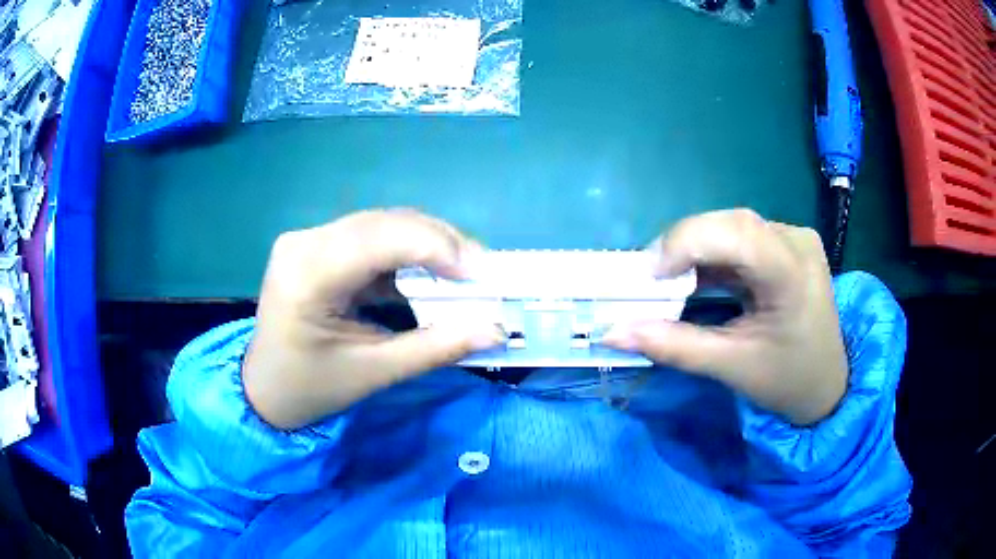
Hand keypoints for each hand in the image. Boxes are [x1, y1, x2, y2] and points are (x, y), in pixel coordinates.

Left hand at [242, 209, 504, 428]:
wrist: (264, 390)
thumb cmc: (311, 388)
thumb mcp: (374, 372)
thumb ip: (436, 348)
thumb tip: (495, 330)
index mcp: (308, 273)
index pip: (381, 238)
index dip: (437, 248)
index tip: (481, 274)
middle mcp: (305, 242)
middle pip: (384, 222)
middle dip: (439, 242)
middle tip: (480, 270)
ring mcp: (307, 239)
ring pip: (380, 224)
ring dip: (425, 243)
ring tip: (462, 270)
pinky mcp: (316, 246)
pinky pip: (369, 237)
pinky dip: (404, 252)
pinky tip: (428, 272)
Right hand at [603, 209, 846, 424]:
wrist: (827, 385)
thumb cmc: (786, 381)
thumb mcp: (731, 367)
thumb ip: (673, 347)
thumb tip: (612, 333)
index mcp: (794, 274)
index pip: (737, 233)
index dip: (686, 242)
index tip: (649, 276)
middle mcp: (796, 241)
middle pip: (730, 223)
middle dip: (684, 245)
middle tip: (650, 279)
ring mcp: (793, 239)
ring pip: (731, 227)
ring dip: (694, 249)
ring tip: (666, 280)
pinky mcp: (785, 245)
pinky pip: (740, 239)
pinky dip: (710, 255)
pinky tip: (694, 278)